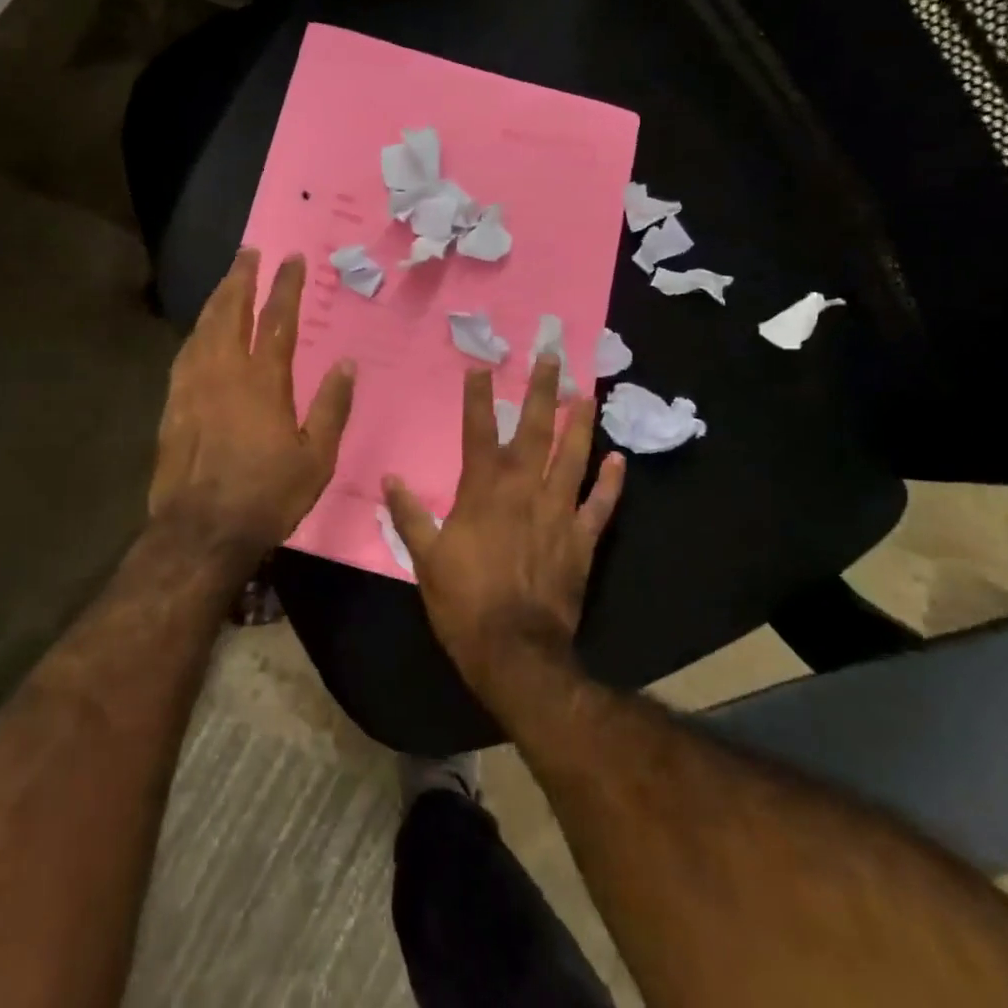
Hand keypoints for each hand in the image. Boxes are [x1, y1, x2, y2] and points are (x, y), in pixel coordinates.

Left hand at [149, 249, 356, 575]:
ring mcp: (193, 386)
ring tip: (226, 281)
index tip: (292, 258)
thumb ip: (332, 407)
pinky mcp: (172, 404)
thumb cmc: (267, 495)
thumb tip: (347, 364)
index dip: (286, 285)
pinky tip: (199, 331)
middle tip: (248, 252)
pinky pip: (185, 354)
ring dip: (217, 299)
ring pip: (203, 328)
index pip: (278, 319)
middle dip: (241, 278)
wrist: (202, 530)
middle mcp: (225, 371)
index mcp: (264, 381)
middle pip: (231, 311)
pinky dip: (196, 332)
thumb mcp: (317, 457)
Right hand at [384, 356, 623, 689]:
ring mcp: (558, 512)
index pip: (479, 430)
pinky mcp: (582, 539)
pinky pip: (600, 505)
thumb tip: (390, 479)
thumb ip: (409, 515)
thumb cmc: (464, 602)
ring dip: (580, 423)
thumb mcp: (425, 558)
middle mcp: (524, 489)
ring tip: (586, 393)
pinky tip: (618, 459)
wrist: (514, 650)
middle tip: (551, 356)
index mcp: (483, 489)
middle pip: (535, 429)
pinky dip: (611, 482)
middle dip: (541, 390)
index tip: (481, 366)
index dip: (478, 397)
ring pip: (572, 457)